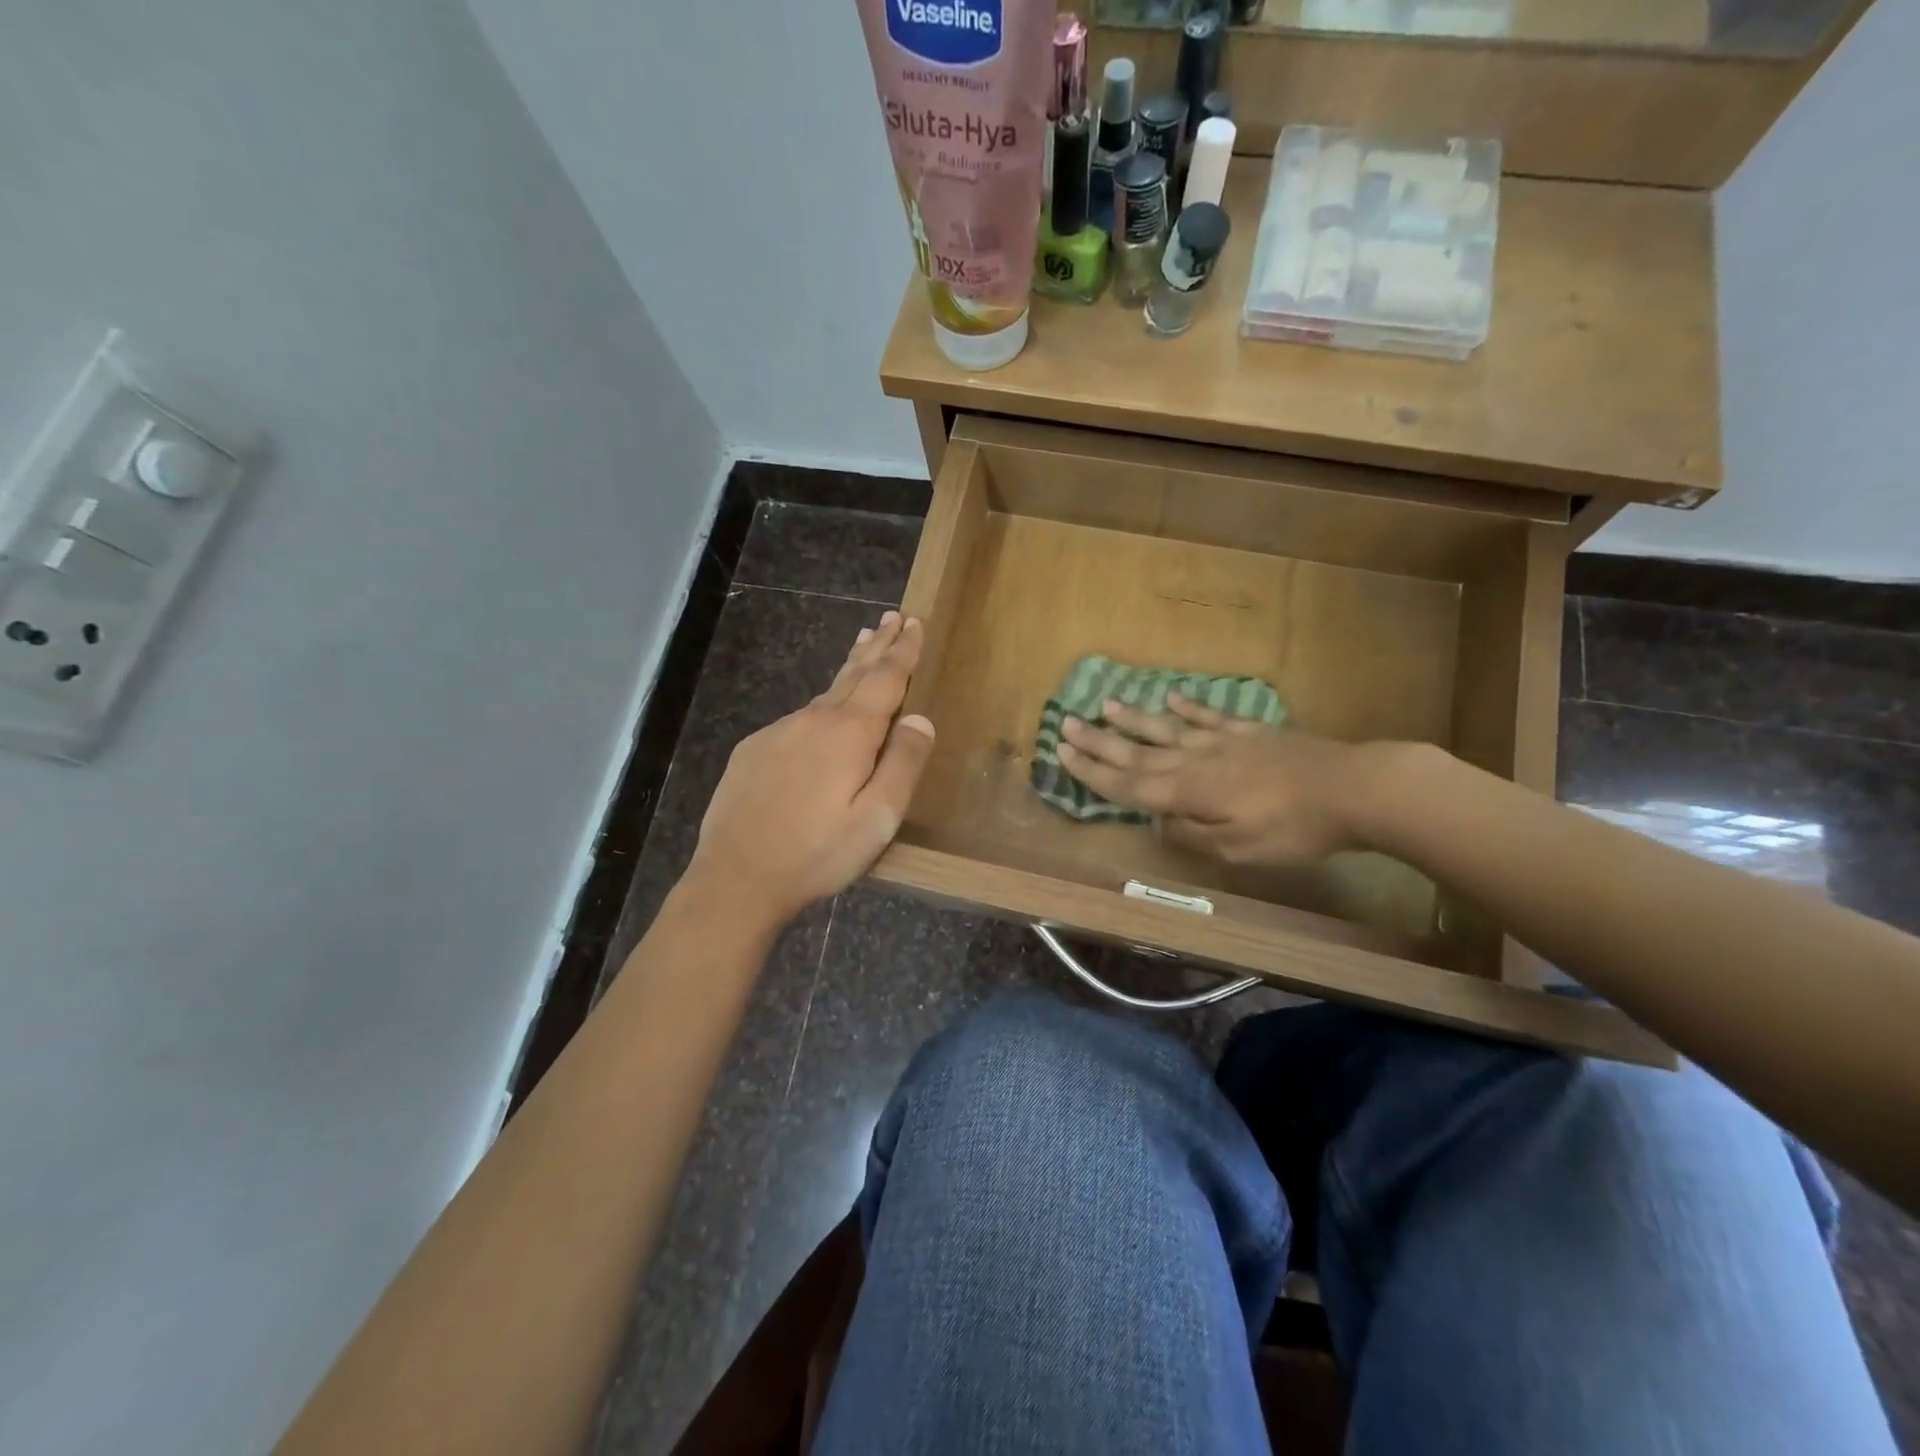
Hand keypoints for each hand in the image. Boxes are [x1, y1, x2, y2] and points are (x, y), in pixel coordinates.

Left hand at [690, 613, 935, 927]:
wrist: (737, 877)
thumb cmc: (818, 853)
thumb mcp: (878, 818)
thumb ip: (904, 764)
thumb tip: (920, 719)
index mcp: (849, 733)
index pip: (885, 679)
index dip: (903, 651)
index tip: (913, 623)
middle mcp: (813, 720)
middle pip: (853, 674)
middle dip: (877, 646)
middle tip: (892, 618)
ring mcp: (778, 732)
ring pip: (824, 695)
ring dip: (849, 670)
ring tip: (864, 647)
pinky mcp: (754, 750)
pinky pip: (798, 720)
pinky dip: (820, 707)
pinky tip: (822, 719)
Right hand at [1057, 693, 1374, 868]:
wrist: (1353, 789)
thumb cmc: (1293, 829)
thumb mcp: (1238, 849)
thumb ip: (1192, 833)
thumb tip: (1158, 820)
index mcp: (1187, 791)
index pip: (1127, 782)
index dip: (1092, 771)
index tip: (1061, 752)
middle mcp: (1195, 760)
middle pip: (1137, 751)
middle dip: (1098, 741)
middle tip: (1065, 722)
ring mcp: (1223, 742)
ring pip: (1167, 728)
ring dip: (1133, 719)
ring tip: (1105, 705)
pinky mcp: (1251, 732)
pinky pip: (1210, 716)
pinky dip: (1188, 707)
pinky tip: (1172, 699)